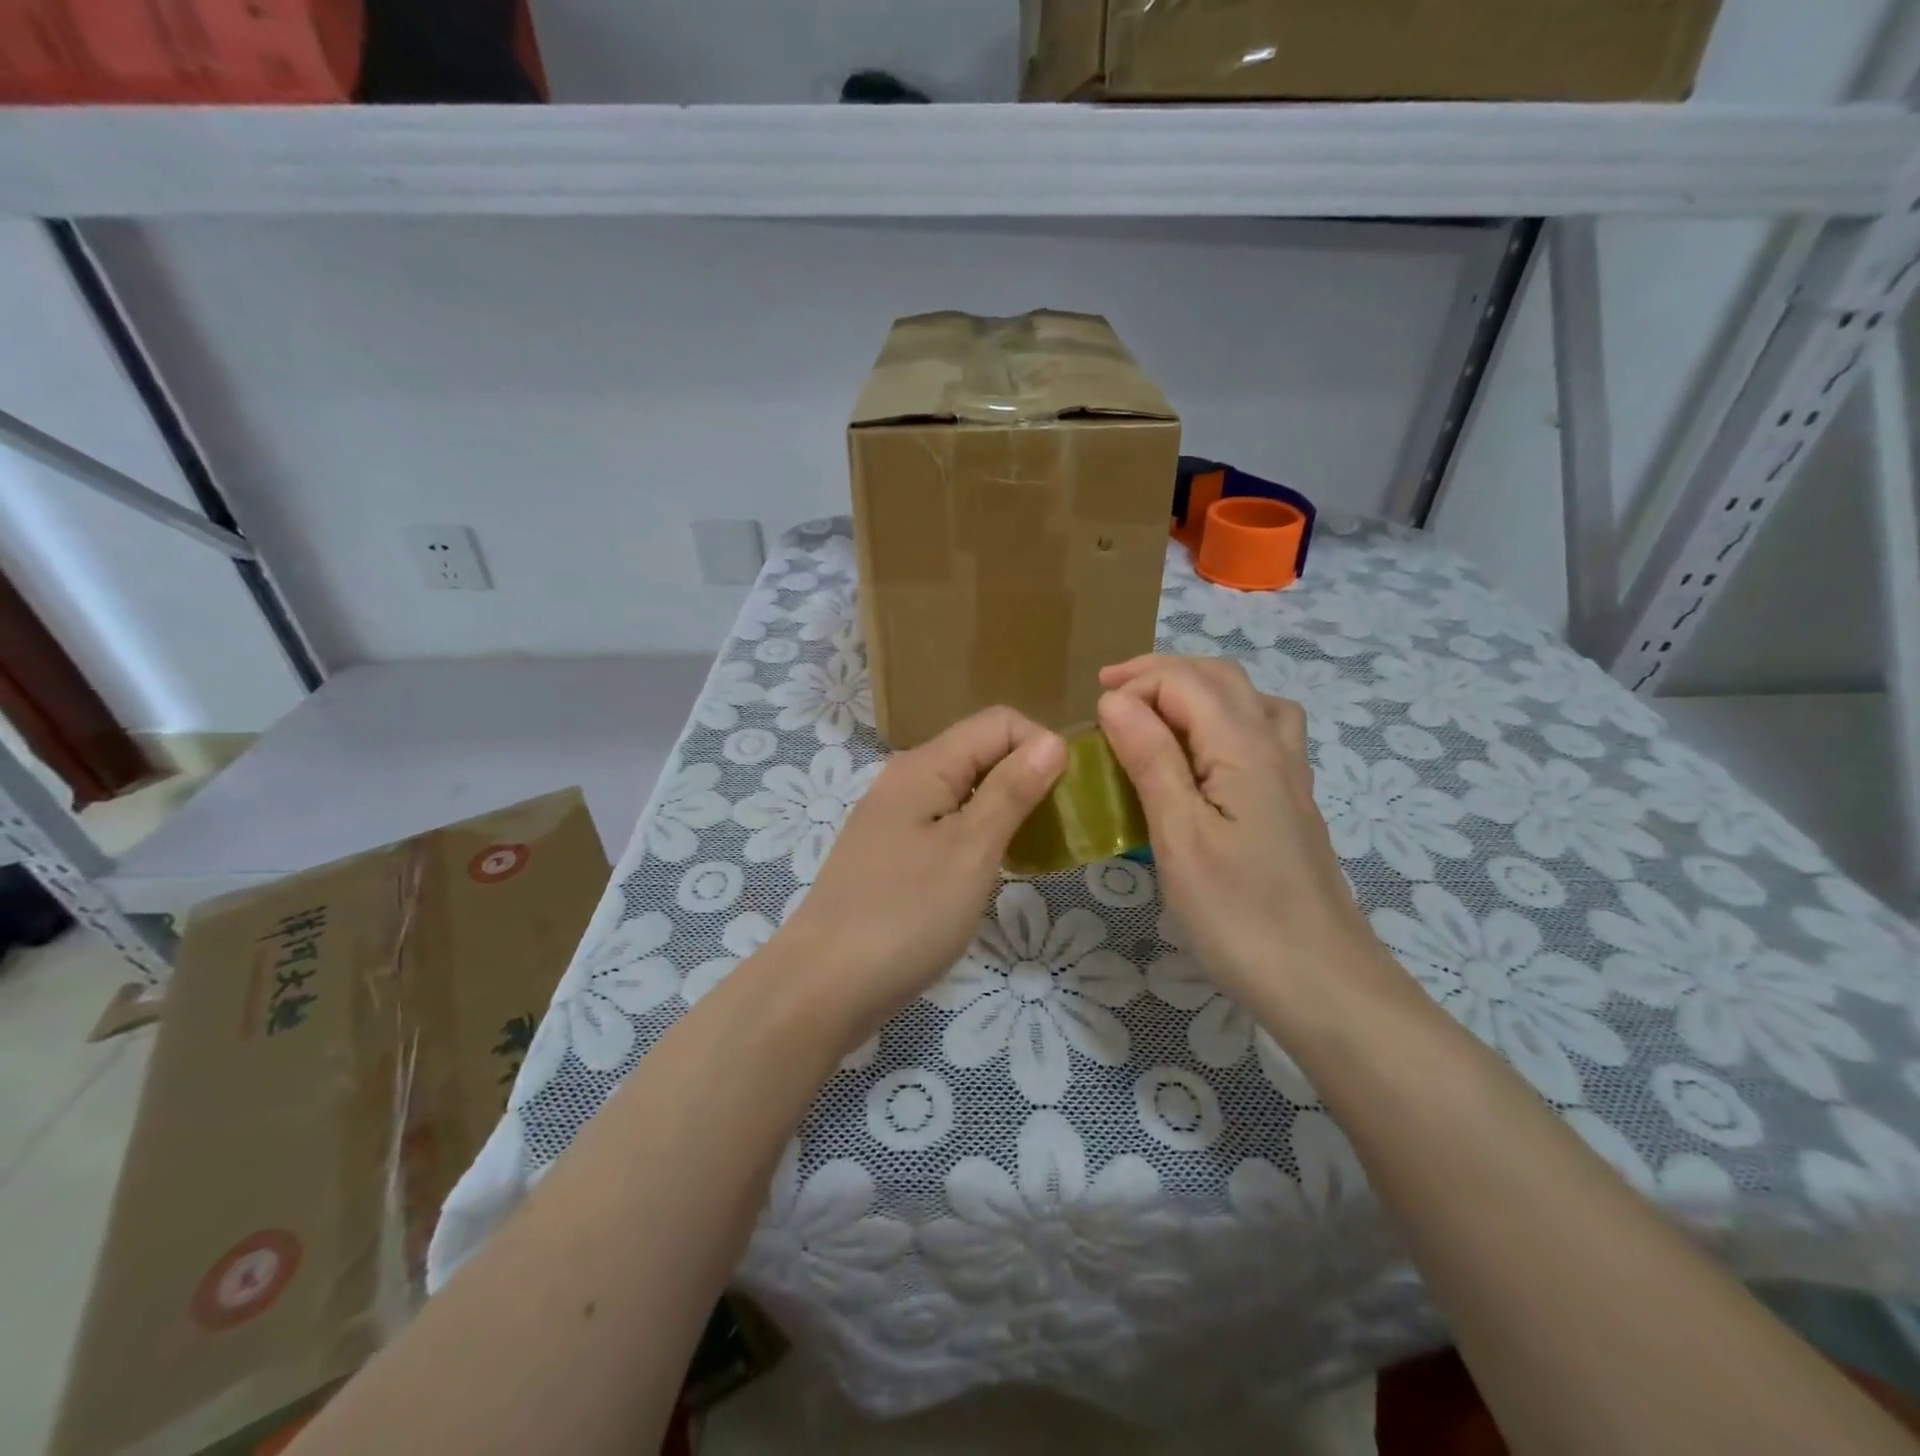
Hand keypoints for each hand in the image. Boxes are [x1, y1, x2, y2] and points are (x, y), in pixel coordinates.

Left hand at [777, 707, 1065, 1033]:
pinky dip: (978, 838)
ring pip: (965, 793)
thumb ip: (1012, 790)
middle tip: (1059, 830)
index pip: (998, 722)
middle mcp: (906, 779)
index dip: (1040, 746)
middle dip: (1027, 779)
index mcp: (925, 765)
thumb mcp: (972, 850)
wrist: (823, 986)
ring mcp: (894, 819)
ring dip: (1005, 812)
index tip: (1067, 796)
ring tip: (1034, 852)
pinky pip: (946, 826)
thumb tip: (1053, 740)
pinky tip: (993, 872)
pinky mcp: (891, 854)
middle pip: (980, 753)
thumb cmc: (906, 915)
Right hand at [1096, 655, 1380, 1009]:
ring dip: (1196, 689)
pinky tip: (1206, 754)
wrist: (1321, 981)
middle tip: (1110, 691)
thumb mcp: (1179, 836)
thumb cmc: (1238, 913)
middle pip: (1220, 678)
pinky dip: (1224, 718)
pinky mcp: (1291, 802)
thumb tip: (1116, 699)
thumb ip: (1151, 759)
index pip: (1184, 681)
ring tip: (1156, 710)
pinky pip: (1262, 731)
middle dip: (1161, 673)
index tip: (1092, 717)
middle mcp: (1273, 745)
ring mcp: (1290, 774)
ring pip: (1247, 699)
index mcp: (1243, 747)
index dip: (1134, 685)